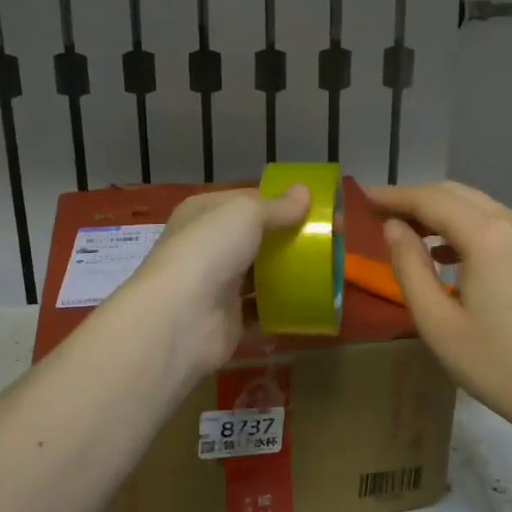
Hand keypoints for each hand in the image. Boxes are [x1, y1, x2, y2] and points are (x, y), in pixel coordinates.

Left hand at [118, 185, 310, 376]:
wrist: (180, 318)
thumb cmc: (210, 251)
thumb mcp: (246, 214)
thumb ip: (277, 206)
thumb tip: (305, 191)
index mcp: (204, 213)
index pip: (248, 201)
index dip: (283, 203)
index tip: (320, 210)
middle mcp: (207, 247)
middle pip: (257, 239)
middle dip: (291, 240)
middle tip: (331, 243)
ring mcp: (216, 285)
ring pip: (260, 275)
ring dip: (288, 275)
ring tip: (327, 273)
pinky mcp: (228, 321)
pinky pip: (261, 311)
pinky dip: (283, 310)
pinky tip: (310, 304)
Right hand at [371, 182, 511, 435]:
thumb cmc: (495, 363)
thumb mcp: (436, 321)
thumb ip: (409, 266)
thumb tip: (392, 227)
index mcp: (487, 236)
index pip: (431, 200)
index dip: (394, 196)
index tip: (363, 197)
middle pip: (455, 194)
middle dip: (415, 200)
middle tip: (379, 213)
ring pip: (476, 205)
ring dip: (439, 212)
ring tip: (407, 233)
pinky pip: (495, 222)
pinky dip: (464, 226)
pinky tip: (446, 254)